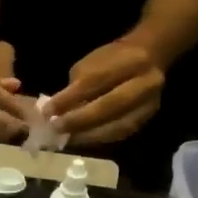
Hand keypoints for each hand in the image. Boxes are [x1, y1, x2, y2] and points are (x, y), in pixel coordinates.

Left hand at [46, 39, 163, 146]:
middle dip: (79, 119)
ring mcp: (150, 103)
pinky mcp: (147, 118)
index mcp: (130, 60)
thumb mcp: (91, 64)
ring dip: (88, 135)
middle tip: (56, 127)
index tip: (47, 110)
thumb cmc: (112, 59)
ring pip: (117, 125)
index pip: (95, 81)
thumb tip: (57, 112)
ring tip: (67, 138)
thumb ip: (76, 87)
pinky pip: (121, 133)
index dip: (69, 98)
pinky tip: (82, 140)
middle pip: (110, 105)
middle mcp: (146, 82)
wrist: (149, 57)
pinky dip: (99, 138)